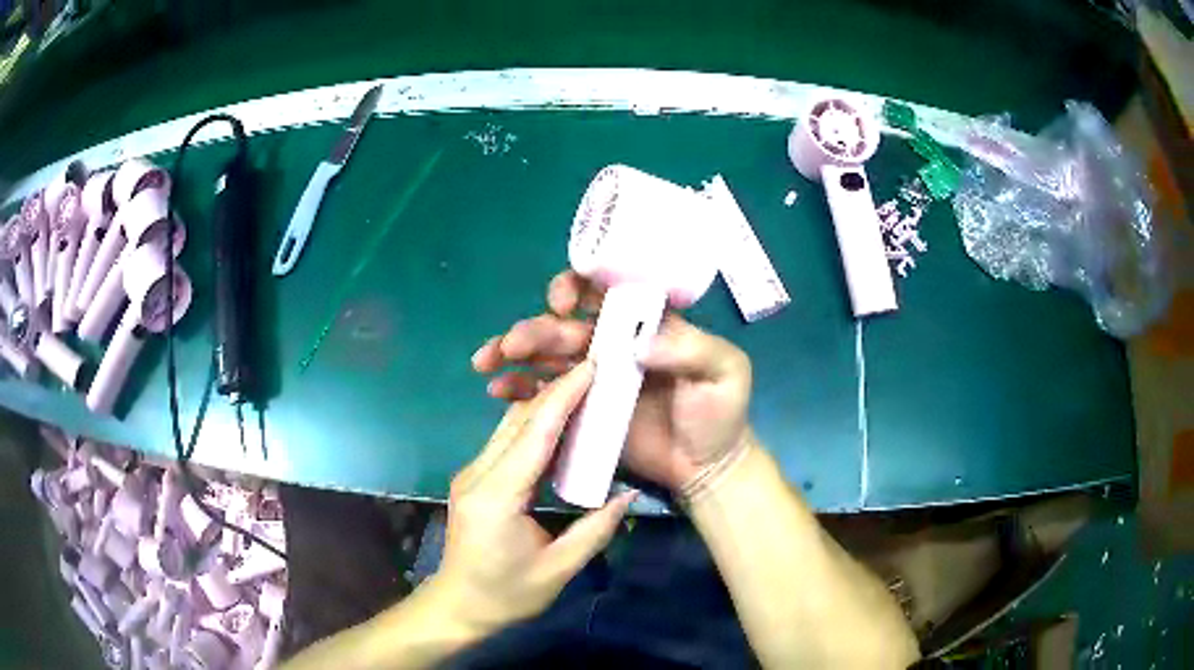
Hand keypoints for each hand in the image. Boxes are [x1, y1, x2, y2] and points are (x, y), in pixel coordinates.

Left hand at [432, 362, 635, 634]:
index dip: (564, 397)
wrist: (458, 605)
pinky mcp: (474, 478)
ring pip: (509, 426)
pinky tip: (561, 424)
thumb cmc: (507, 594)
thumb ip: (595, 530)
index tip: (591, 367)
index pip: (534, 434)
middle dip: (557, 391)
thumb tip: (628, 495)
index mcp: (497, 495)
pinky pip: (506, 442)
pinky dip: (535, 426)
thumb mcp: (558, 570)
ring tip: (584, 390)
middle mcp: (478, 474)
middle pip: (519, 421)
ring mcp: (471, 473)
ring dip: (545, 405)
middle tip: (597, 372)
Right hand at [471, 271, 752, 492]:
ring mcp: (592, 380)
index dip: (577, 286)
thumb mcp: (723, 371)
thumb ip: (690, 349)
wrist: (707, 468)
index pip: (604, 292)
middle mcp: (613, 345)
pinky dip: (517, 388)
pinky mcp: (580, 412)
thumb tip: (638, 342)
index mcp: (645, 325)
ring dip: (513, 354)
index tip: (563, 301)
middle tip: (515, 343)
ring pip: (544, 357)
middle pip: (564, 327)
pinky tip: (497, 390)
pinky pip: (543, 394)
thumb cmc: (719, 414)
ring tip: (488, 362)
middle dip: (535, 329)